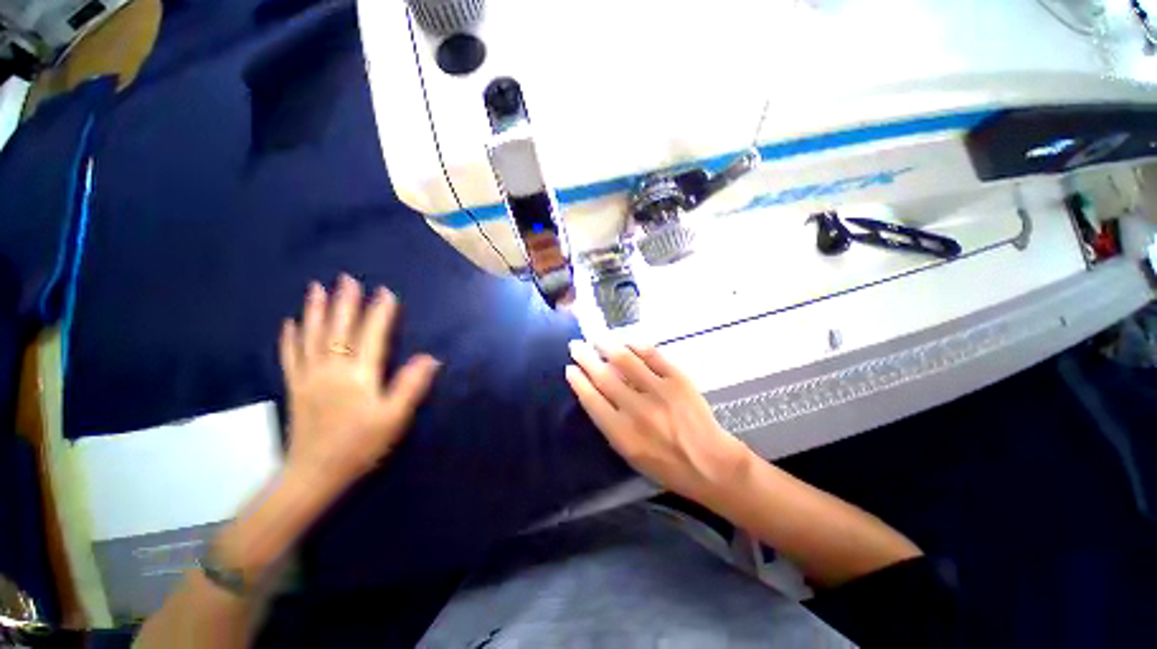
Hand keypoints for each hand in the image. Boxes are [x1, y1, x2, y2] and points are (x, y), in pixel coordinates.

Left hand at [279, 275, 439, 494]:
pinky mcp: (295, 387)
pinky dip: (290, 338)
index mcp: (358, 375)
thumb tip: (430, 358)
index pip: (371, 335)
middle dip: (344, 302)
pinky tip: (289, 324)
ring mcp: (309, 377)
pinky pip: (290, 356)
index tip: (385, 292)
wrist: (313, 474)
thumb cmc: (359, 446)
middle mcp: (331, 369)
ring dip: (315, 311)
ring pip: (311, 336)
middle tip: (346, 278)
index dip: (379, 313)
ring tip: (316, 289)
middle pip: (338, 329)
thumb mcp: (393, 419)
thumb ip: (410, 386)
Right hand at [565, 340, 751, 504]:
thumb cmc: (665, 465)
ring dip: (607, 345)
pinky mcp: (678, 380)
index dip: (578, 381)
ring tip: (597, 337)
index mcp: (622, 434)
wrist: (710, 463)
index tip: (570, 368)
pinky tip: (627, 343)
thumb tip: (597, 391)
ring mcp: (659, 392)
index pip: (592, 400)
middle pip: (604, 377)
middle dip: (586, 358)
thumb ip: (610, 424)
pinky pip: (653, 356)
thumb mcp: (630, 454)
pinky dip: (637, 347)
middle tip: (576, 345)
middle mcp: (637, 410)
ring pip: (626, 361)